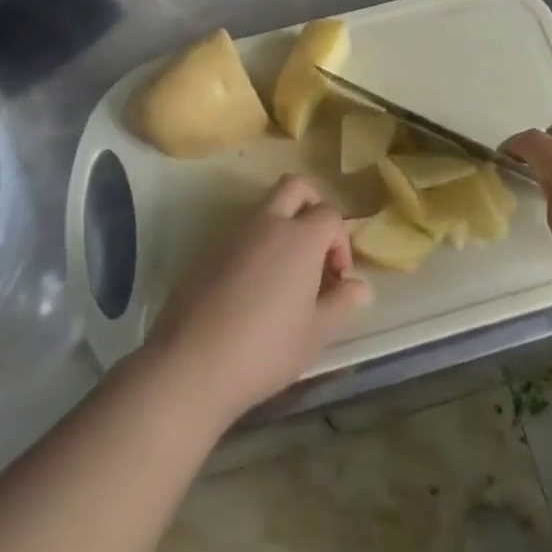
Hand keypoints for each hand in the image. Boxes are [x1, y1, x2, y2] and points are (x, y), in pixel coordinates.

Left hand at [144, 175, 370, 423]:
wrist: (191, 365)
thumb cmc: (266, 348)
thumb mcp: (316, 333)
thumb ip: (342, 303)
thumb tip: (359, 287)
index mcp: (300, 237)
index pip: (331, 214)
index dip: (340, 242)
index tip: (336, 280)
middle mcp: (267, 223)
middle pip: (296, 187)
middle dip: (312, 206)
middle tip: (314, 248)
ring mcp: (231, 234)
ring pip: (264, 209)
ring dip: (281, 227)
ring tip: (282, 277)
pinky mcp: (204, 251)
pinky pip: (238, 234)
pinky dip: (253, 247)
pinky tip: (249, 291)